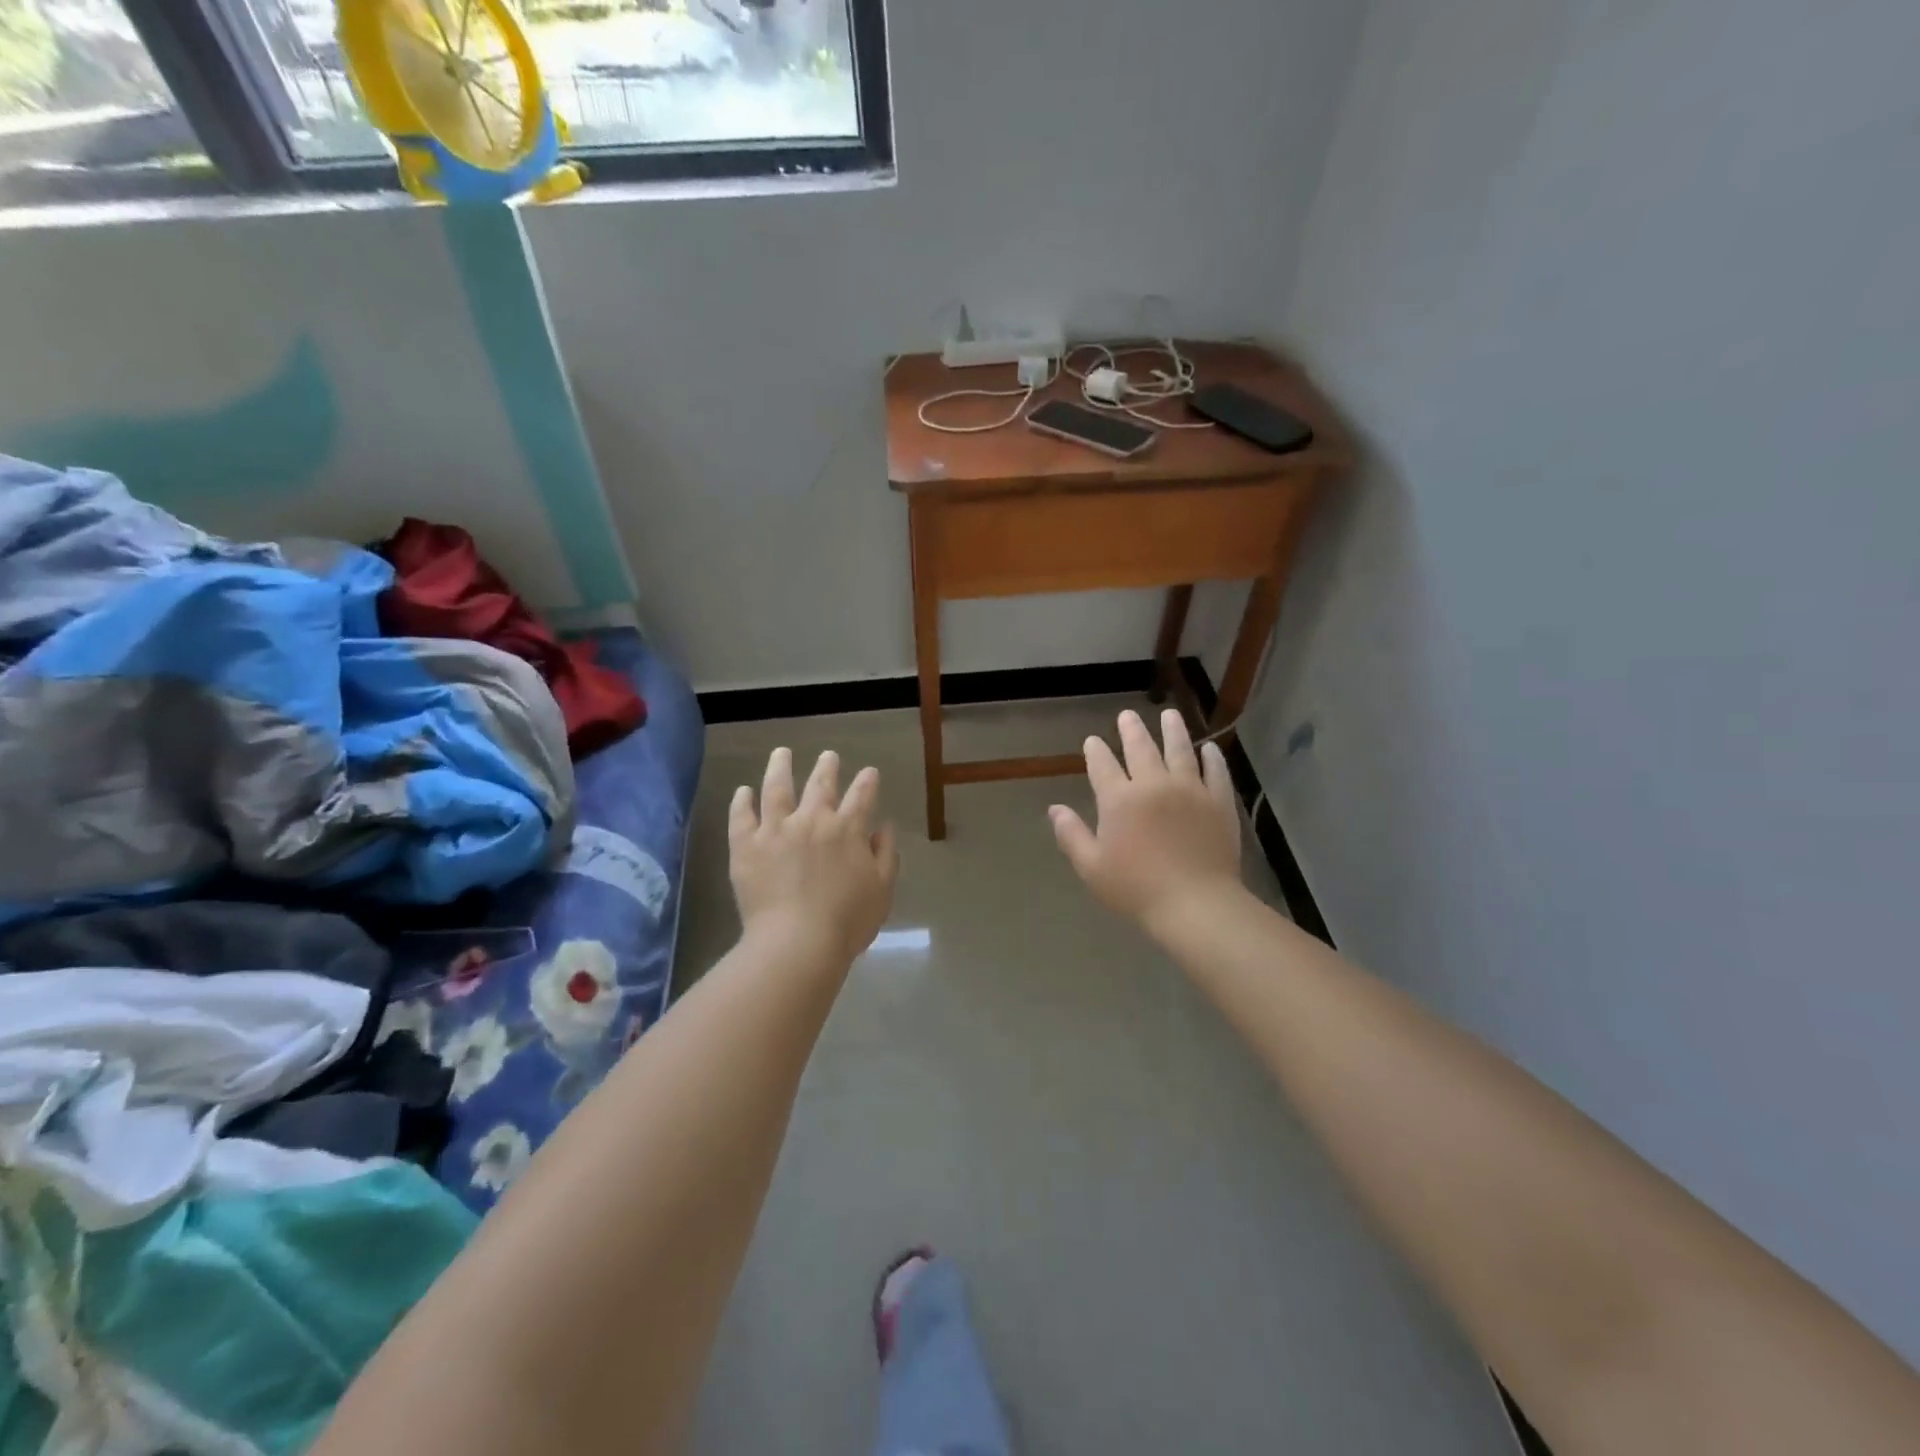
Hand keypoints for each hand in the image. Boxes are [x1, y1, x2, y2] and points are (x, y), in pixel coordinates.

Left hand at [730, 747, 899, 965]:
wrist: (797, 943)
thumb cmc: (847, 921)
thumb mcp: (882, 889)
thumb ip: (886, 854)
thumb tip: (884, 827)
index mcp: (848, 830)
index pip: (862, 796)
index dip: (868, 782)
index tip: (870, 772)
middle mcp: (812, 820)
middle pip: (820, 785)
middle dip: (827, 767)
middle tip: (828, 755)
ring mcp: (776, 830)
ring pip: (777, 789)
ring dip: (780, 767)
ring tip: (781, 753)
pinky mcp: (746, 846)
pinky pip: (742, 816)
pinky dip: (742, 801)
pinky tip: (743, 791)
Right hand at [1049, 708, 1245, 937]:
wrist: (1195, 904)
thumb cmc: (1136, 889)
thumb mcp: (1092, 867)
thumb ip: (1071, 835)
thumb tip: (1055, 809)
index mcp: (1119, 800)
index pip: (1103, 765)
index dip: (1096, 751)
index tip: (1093, 741)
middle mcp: (1153, 785)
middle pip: (1141, 748)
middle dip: (1131, 730)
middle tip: (1127, 715)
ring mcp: (1190, 790)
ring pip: (1180, 750)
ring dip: (1173, 730)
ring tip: (1170, 715)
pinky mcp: (1219, 802)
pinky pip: (1216, 772)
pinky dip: (1212, 757)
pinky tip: (1210, 748)